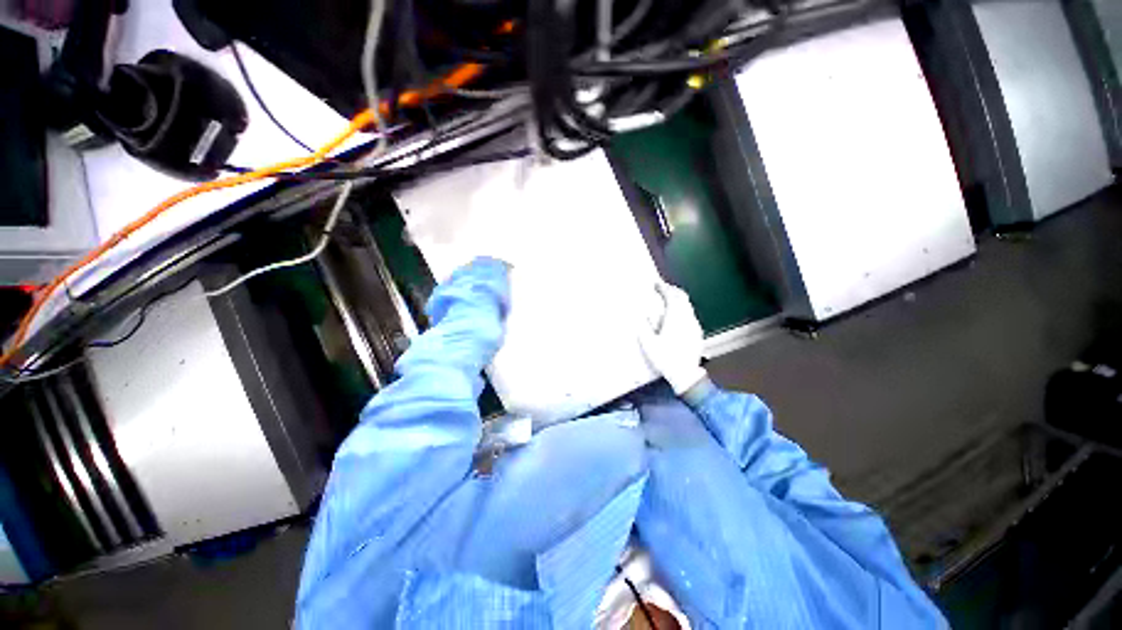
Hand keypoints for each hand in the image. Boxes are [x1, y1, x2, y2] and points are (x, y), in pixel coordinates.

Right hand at [638, 281, 706, 394]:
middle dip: (672, 289)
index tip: (656, 284)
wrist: (685, 374)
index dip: (663, 288)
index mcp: (675, 319)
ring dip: (678, 298)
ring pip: (687, 304)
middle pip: (682, 297)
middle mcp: (687, 318)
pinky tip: (676, 314)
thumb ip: (644, 327)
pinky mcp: (697, 332)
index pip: (671, 297)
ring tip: (667, 298)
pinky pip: (690, 313)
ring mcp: (694, 325)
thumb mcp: (649, 344)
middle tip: (661, 288)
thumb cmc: (665, 359)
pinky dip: (682, 308)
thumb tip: (641, 314)